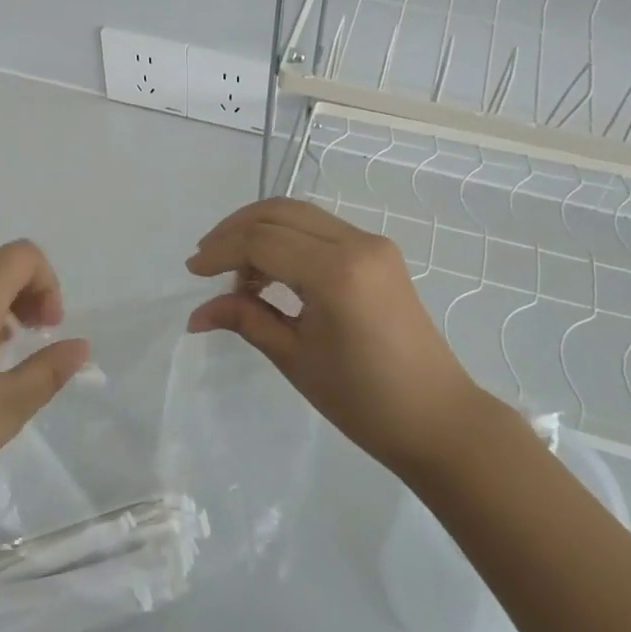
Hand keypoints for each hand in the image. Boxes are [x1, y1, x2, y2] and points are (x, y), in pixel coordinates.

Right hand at [186, 198, 486, 481]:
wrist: (438, 419)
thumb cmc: (364, 400)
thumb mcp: (295, 358)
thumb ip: (245, 320)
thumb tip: (196, 315)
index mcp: (336, 272)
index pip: (262, 241)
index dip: (221, 251)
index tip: (192, 272)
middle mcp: (357, 243)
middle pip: (279, 212)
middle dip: (235, 230)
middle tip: (206, 260)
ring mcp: (372, 244)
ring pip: (300, 215)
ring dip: (260, 232)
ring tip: (234, 272)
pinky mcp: (379, 253)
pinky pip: (320, 230)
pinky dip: (287, 240)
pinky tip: (269, 272)